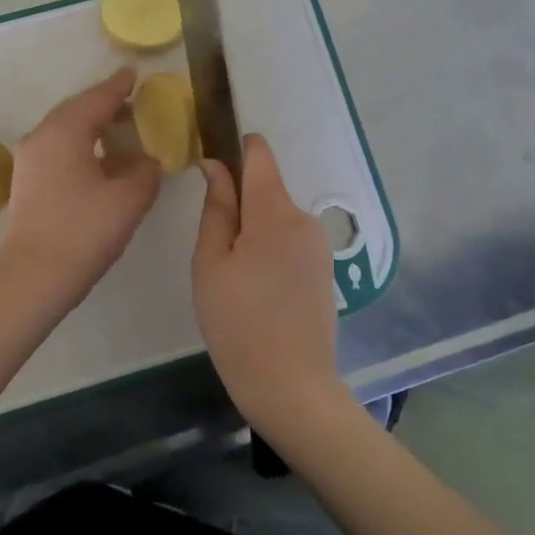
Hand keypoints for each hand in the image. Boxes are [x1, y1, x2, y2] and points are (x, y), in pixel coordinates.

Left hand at [0, 67, 161, 322]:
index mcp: (63, 131)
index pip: (96, 99)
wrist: (34, 277)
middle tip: (132, 102)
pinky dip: (81, 146)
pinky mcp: (27, 182)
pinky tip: (100, 161)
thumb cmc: (84, 232)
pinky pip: (57, 149)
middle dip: (104, 105)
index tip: (134, 74)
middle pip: (76, 110)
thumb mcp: (128, 199)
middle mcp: (40, 137)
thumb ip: (144, 171)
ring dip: (92, 127)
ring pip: (64, 130)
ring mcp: (29, 160)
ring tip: (120, 130)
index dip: (118, 86)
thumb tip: (146, 160)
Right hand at [193, 133, 351, 438]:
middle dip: (237, 203)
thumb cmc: (237, 323)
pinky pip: (289, 239)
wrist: (291, 387)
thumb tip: (216, 165)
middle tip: (211, 249)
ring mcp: (319, 245)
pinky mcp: (324, 268)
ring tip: (230, 275)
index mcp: (274, 211)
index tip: (211, 162)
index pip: (259, 155)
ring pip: (275, 216)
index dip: (236, 148)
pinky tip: (255, 288)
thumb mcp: (211, 263)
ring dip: (251, 230)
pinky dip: (267, 248)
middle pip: (266, 189)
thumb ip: (217, 208)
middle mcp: (304, 218)